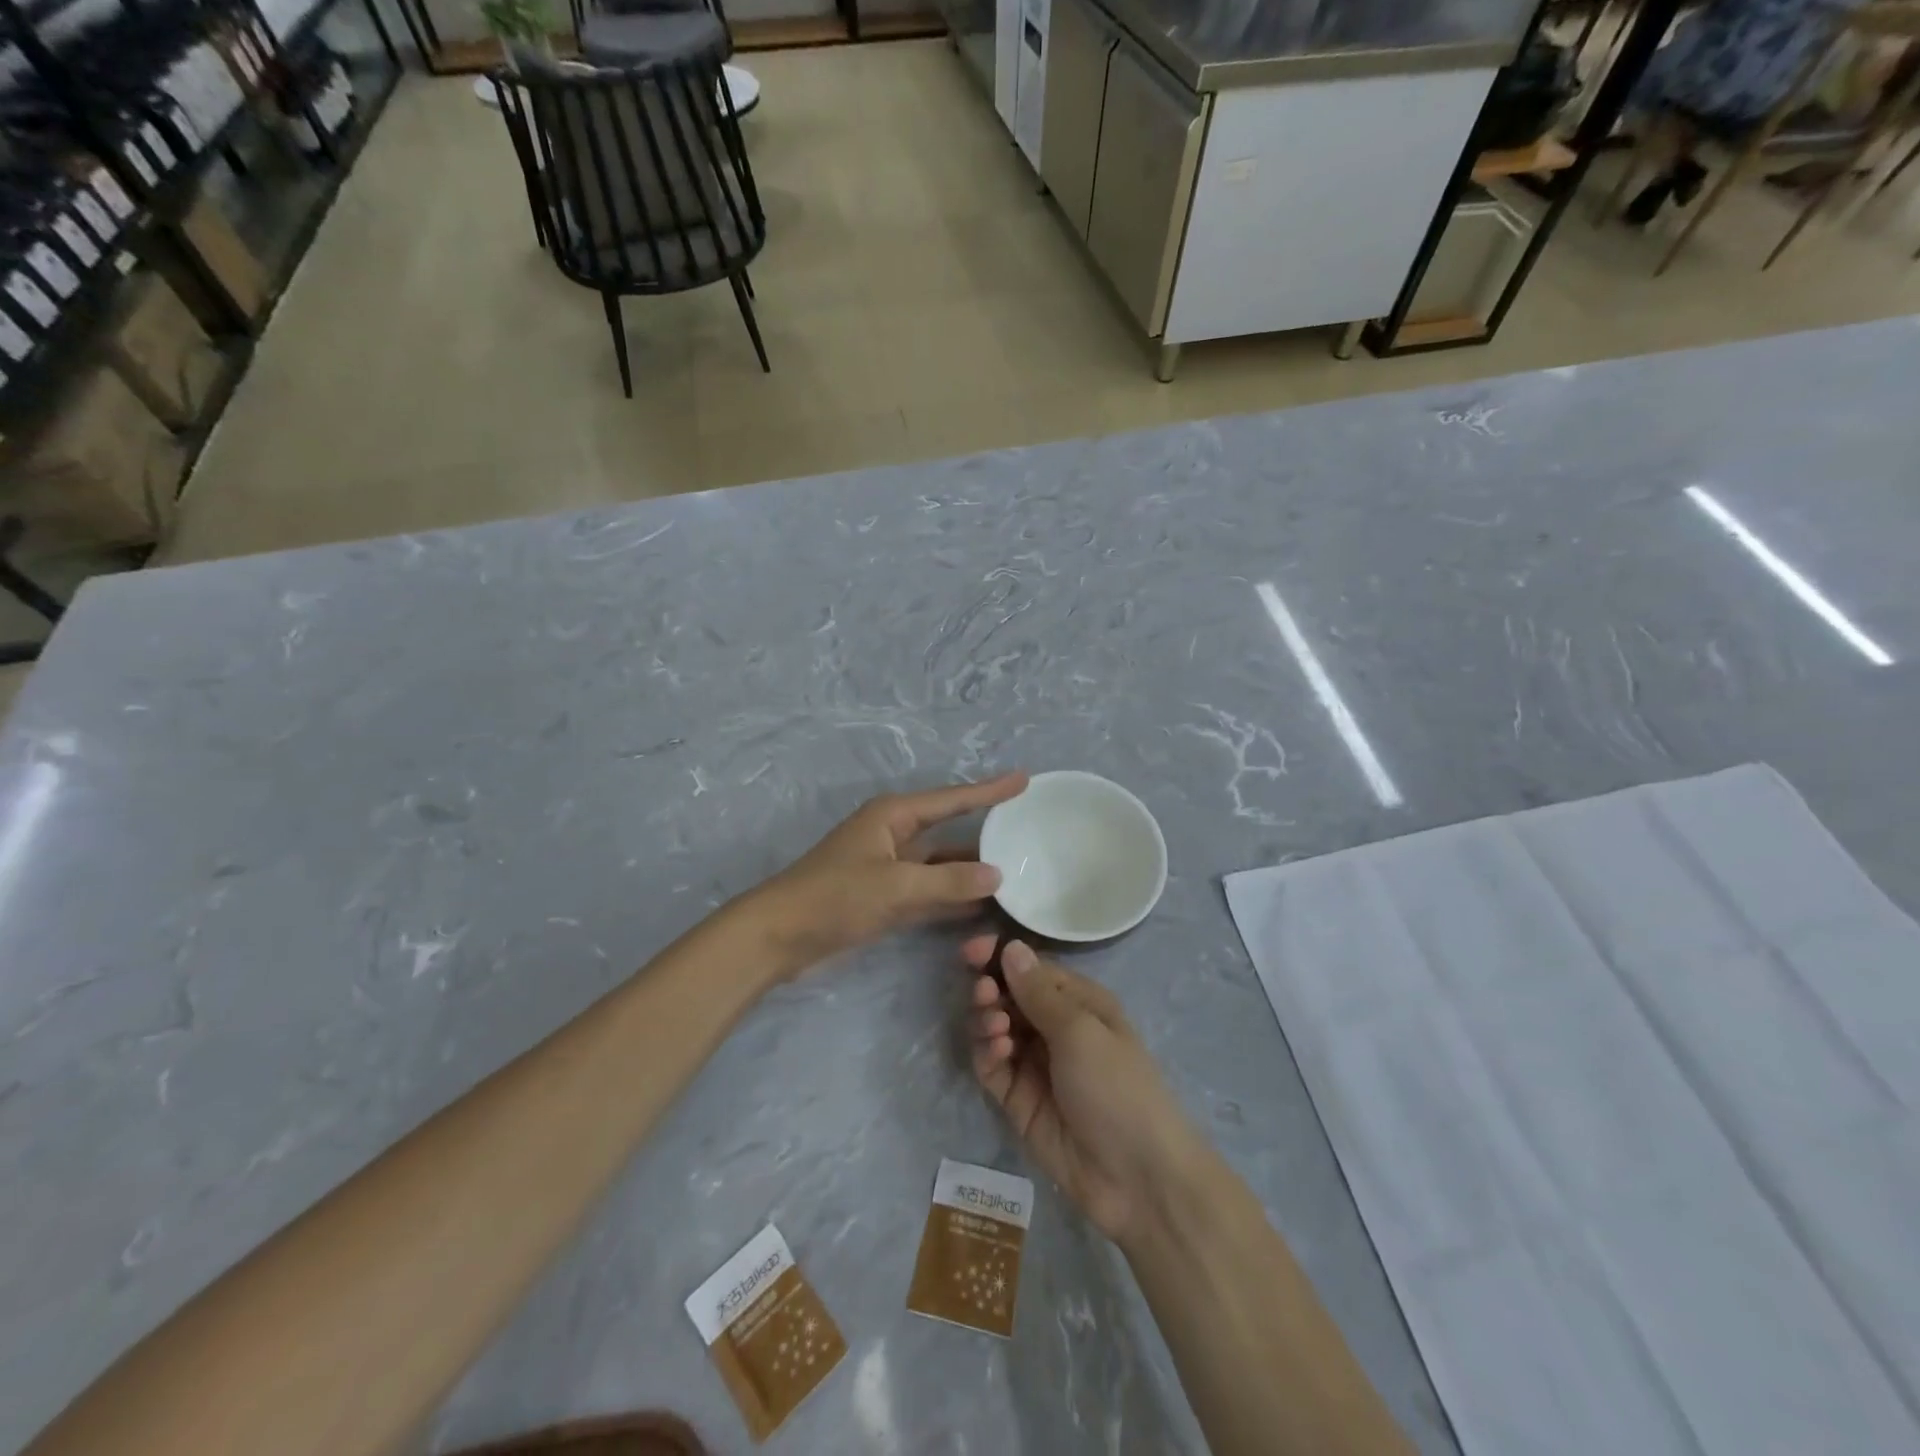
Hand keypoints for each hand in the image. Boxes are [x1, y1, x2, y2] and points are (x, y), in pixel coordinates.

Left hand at [749, 774, 1027, 974]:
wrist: (779, 936)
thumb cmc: (834, 897)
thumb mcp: (895, 886)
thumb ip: (948, 882)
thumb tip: (998, 874)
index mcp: (893, 816)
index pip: (952, 799)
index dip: (989, 791)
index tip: (1023, 779)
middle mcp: (894, 835)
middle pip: (949, 829)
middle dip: (985, 831)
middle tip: (1028, 828)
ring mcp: (889, 868)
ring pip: (941, 864)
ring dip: (971, 869)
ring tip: (1017, 868)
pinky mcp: (885, 898)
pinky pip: (930, 891)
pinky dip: (953, 896)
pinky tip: (983, 904)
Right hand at [965, 936, 1204, 1244]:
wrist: (1136, 1178)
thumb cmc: (1117, 1086)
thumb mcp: (1081, 1030)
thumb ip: (1039, 991)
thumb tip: (1011, 946)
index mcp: (1078, 1002)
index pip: (1030, 968)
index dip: (999, 956)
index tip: (971, 952)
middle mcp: (1054, 1027)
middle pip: (1007, 995)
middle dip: (990, 988)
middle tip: (984, 994)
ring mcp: (1034, 1064)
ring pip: (994, 1027)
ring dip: (987, 1019)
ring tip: (996, 1028)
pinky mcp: (1018, 1099)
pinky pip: (991, 1065)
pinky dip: (987, 1052)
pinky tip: (998, 1051)